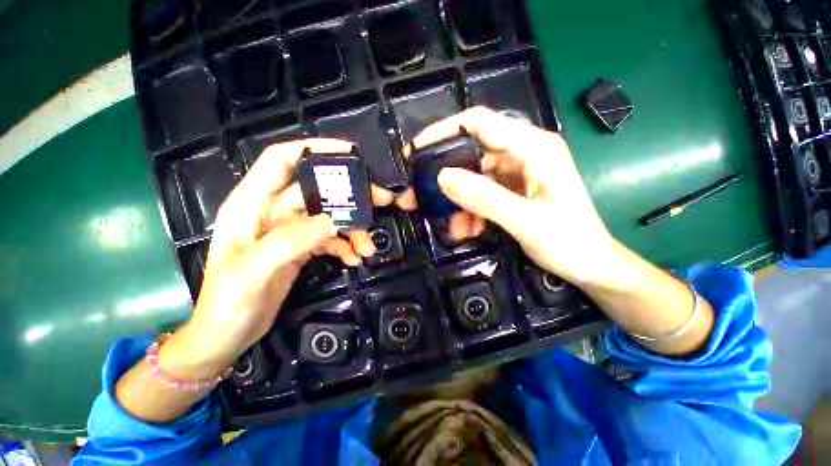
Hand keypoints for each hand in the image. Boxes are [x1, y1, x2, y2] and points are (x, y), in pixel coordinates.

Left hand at [161, 139, 394, 378]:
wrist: (228, 336)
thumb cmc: (228, 303)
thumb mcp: (253, 272)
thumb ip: (289, 242)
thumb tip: (330, 221)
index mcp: (251, 205)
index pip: (281, 160)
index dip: (313, 149)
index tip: (349, 152)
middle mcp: (272, 212)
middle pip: (317, 190)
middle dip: (350, 195)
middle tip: (380, 201)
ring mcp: (289, 231)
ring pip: (329, 217)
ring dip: (352, 229)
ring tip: (367, 247)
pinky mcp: (301, 248)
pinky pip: (329, 238)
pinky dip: (344, 246)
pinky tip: (354, 258)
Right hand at [395, 107, 615, 285]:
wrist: (591, 265)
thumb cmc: (570, 242)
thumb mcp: (526, 221)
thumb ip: (485, 198)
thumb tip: (443, 178)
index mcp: (533, 148)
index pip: (478, 123)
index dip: (442, 132)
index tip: (414, 151)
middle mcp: (522, 153)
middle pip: (470, 154)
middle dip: (443, 177)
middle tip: (417, 197)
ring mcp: (516, 172)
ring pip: (472, 178)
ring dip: (456, 202)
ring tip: (452, 227)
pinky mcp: (511, 189)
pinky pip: (480, 194)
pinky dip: (469, 210)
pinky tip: (468, 229)